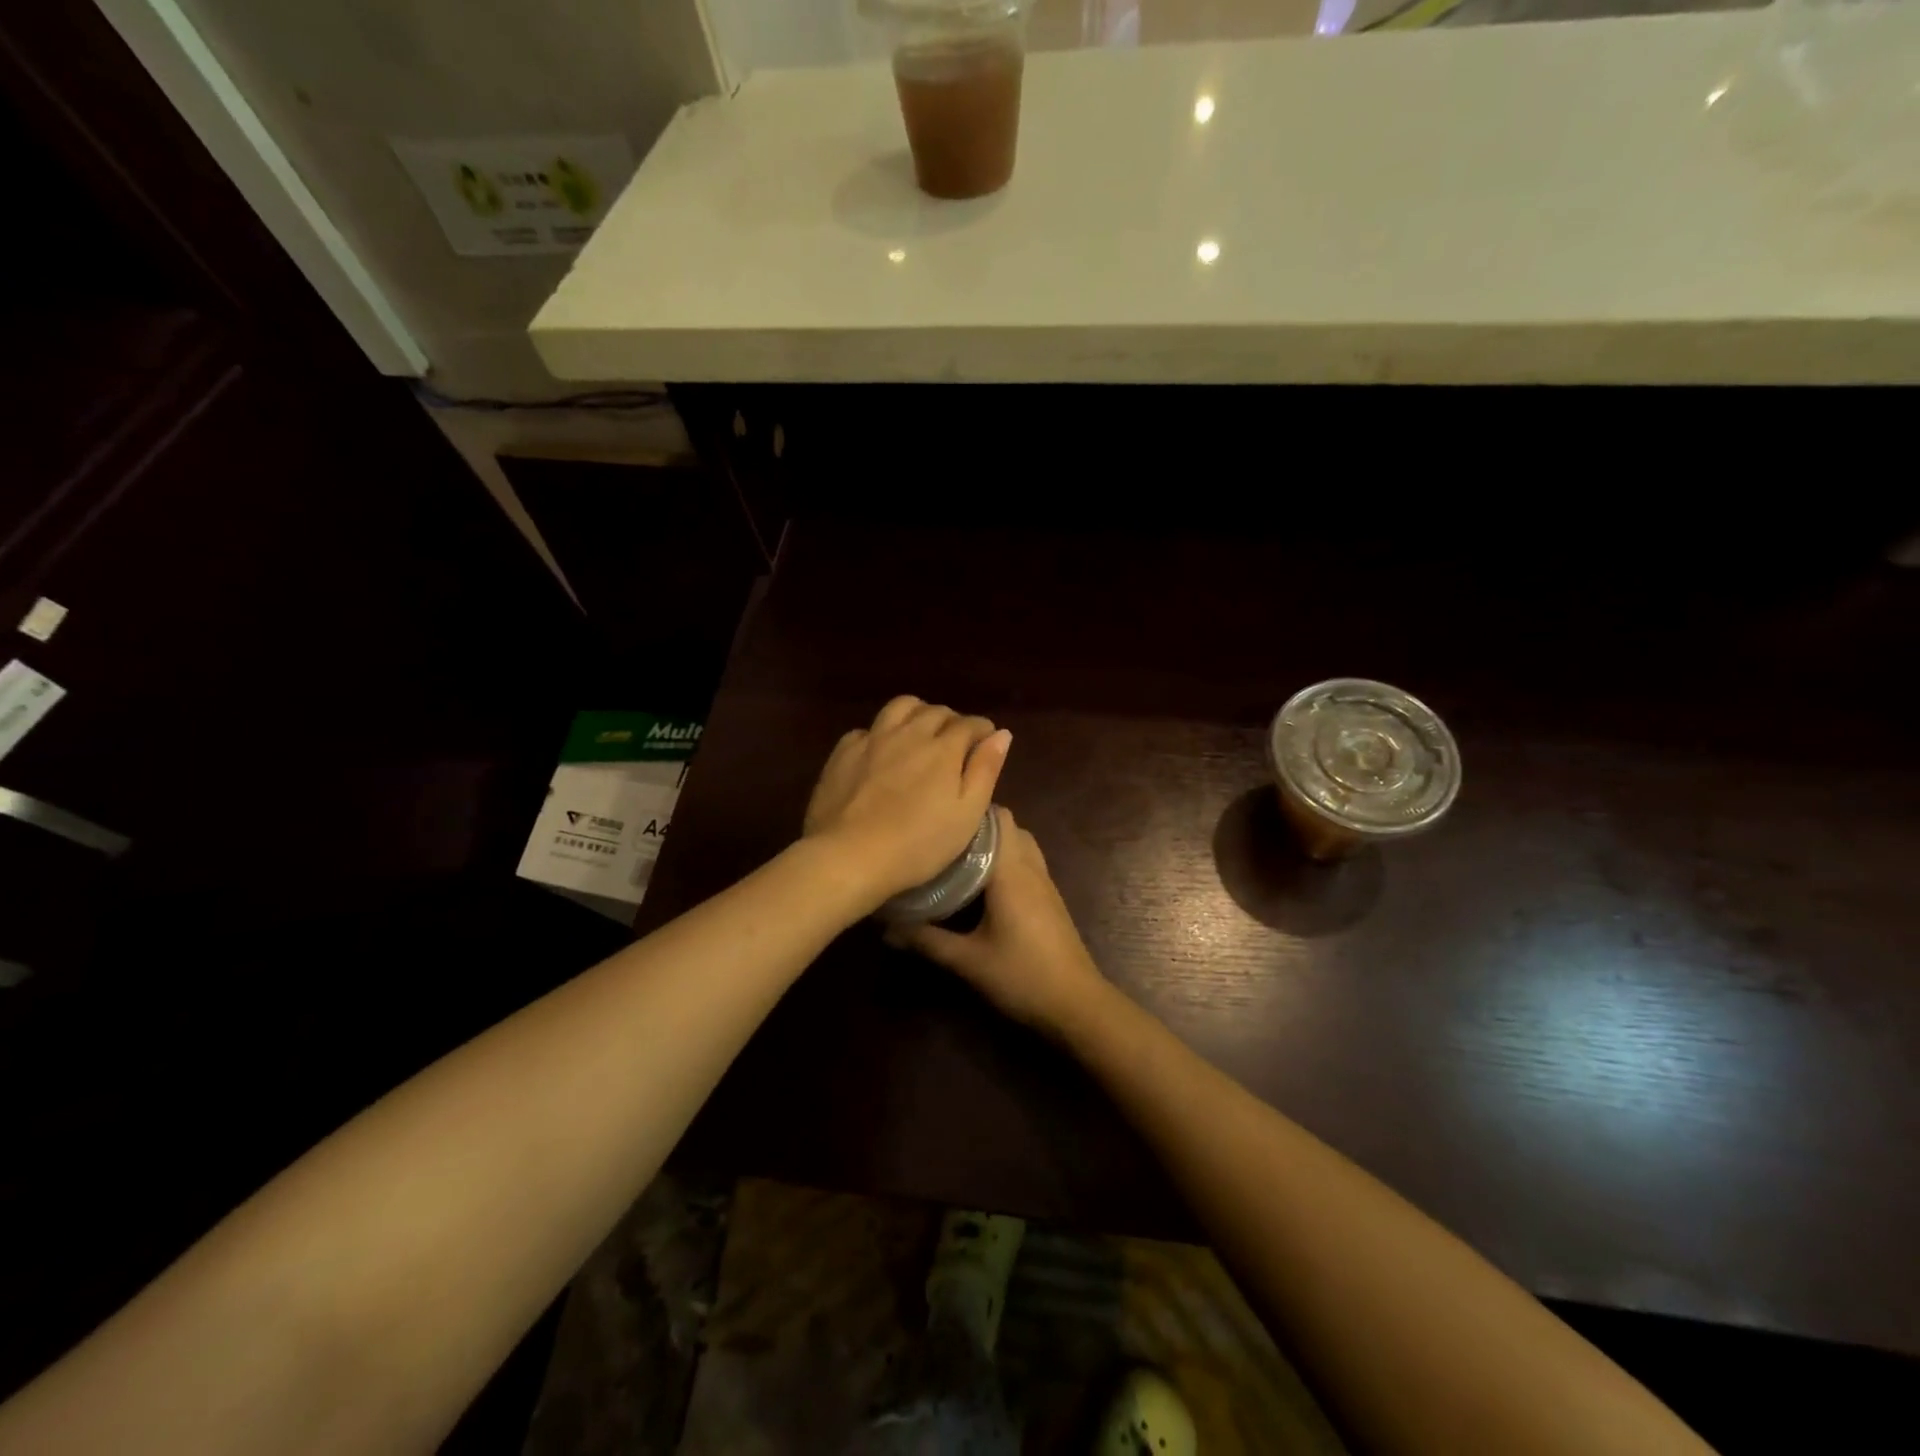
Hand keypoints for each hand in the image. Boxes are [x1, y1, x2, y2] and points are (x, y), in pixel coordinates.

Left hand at [803, 696, 1010, 908]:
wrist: (849, 856)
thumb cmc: (918, 844)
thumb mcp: (966, 815)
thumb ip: (985, 770)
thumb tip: (1002, 734)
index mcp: (943, 749)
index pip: (970, 724)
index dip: (982, 730)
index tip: (986, 741)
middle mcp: (910, 733)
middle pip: (936, 711)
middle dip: (953, 721)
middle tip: (956, 742)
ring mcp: (873, 739)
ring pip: (900, 707)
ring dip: (917, 713)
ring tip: (920, 733)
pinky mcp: (844, 752)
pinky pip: (867, 729)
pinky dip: (881, 733)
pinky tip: (880, 752)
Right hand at [897, 808, 1111, 1038]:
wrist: (1075, 1003)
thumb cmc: (1022, 975)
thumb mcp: (968, 960)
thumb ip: (926, 941)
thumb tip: (886, 929)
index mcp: (1011, 871)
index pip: (996, 818)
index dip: (968, 812)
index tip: (937, 820)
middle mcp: (1031, 867)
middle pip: (1009, 825)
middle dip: (978, 827)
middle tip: (943, 841)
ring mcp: (1045, 882)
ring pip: (1021, 842)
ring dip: (995, 843)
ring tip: (961, 858)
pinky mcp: (1051, 898)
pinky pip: (1028, 861)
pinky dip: (1007, 860)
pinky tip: (984, 884)